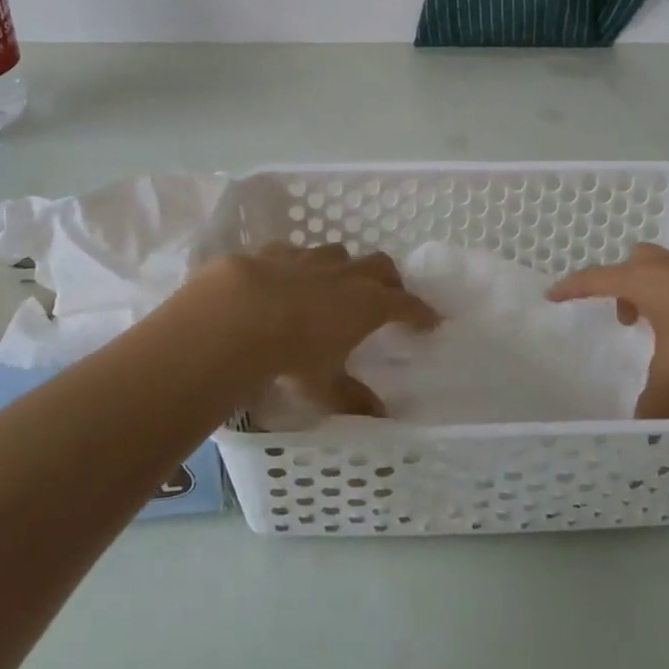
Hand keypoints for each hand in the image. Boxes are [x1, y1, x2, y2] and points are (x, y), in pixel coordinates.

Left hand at [187, 244, 438, 416]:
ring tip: (337, 285)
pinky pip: (296, 253)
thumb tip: (380, 417)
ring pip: (340, 253)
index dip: (421, 312)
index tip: (432, 320)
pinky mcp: (275, 251)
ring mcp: (311, 258)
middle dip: (390, 280)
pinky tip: (288, 278)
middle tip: (389, 296)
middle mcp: (346, 274)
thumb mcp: (324, 386)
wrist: (237, 315)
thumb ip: (352, 399)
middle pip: (381, 266)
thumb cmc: (292, 354)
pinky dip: (300, 265)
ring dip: (345, 267)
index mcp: (368, 304)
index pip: (407, 304)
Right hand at [547, 244, 668, 418]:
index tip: (553, 294)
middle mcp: (667, 266)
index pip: (594, 279)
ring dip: (659, 293)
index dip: (572, 288)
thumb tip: (638, 427)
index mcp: (642, 281)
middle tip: (627, 316)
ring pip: (667, 271)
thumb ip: (654, 400)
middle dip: (624, 287)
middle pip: (633, 264)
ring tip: (668, 328)